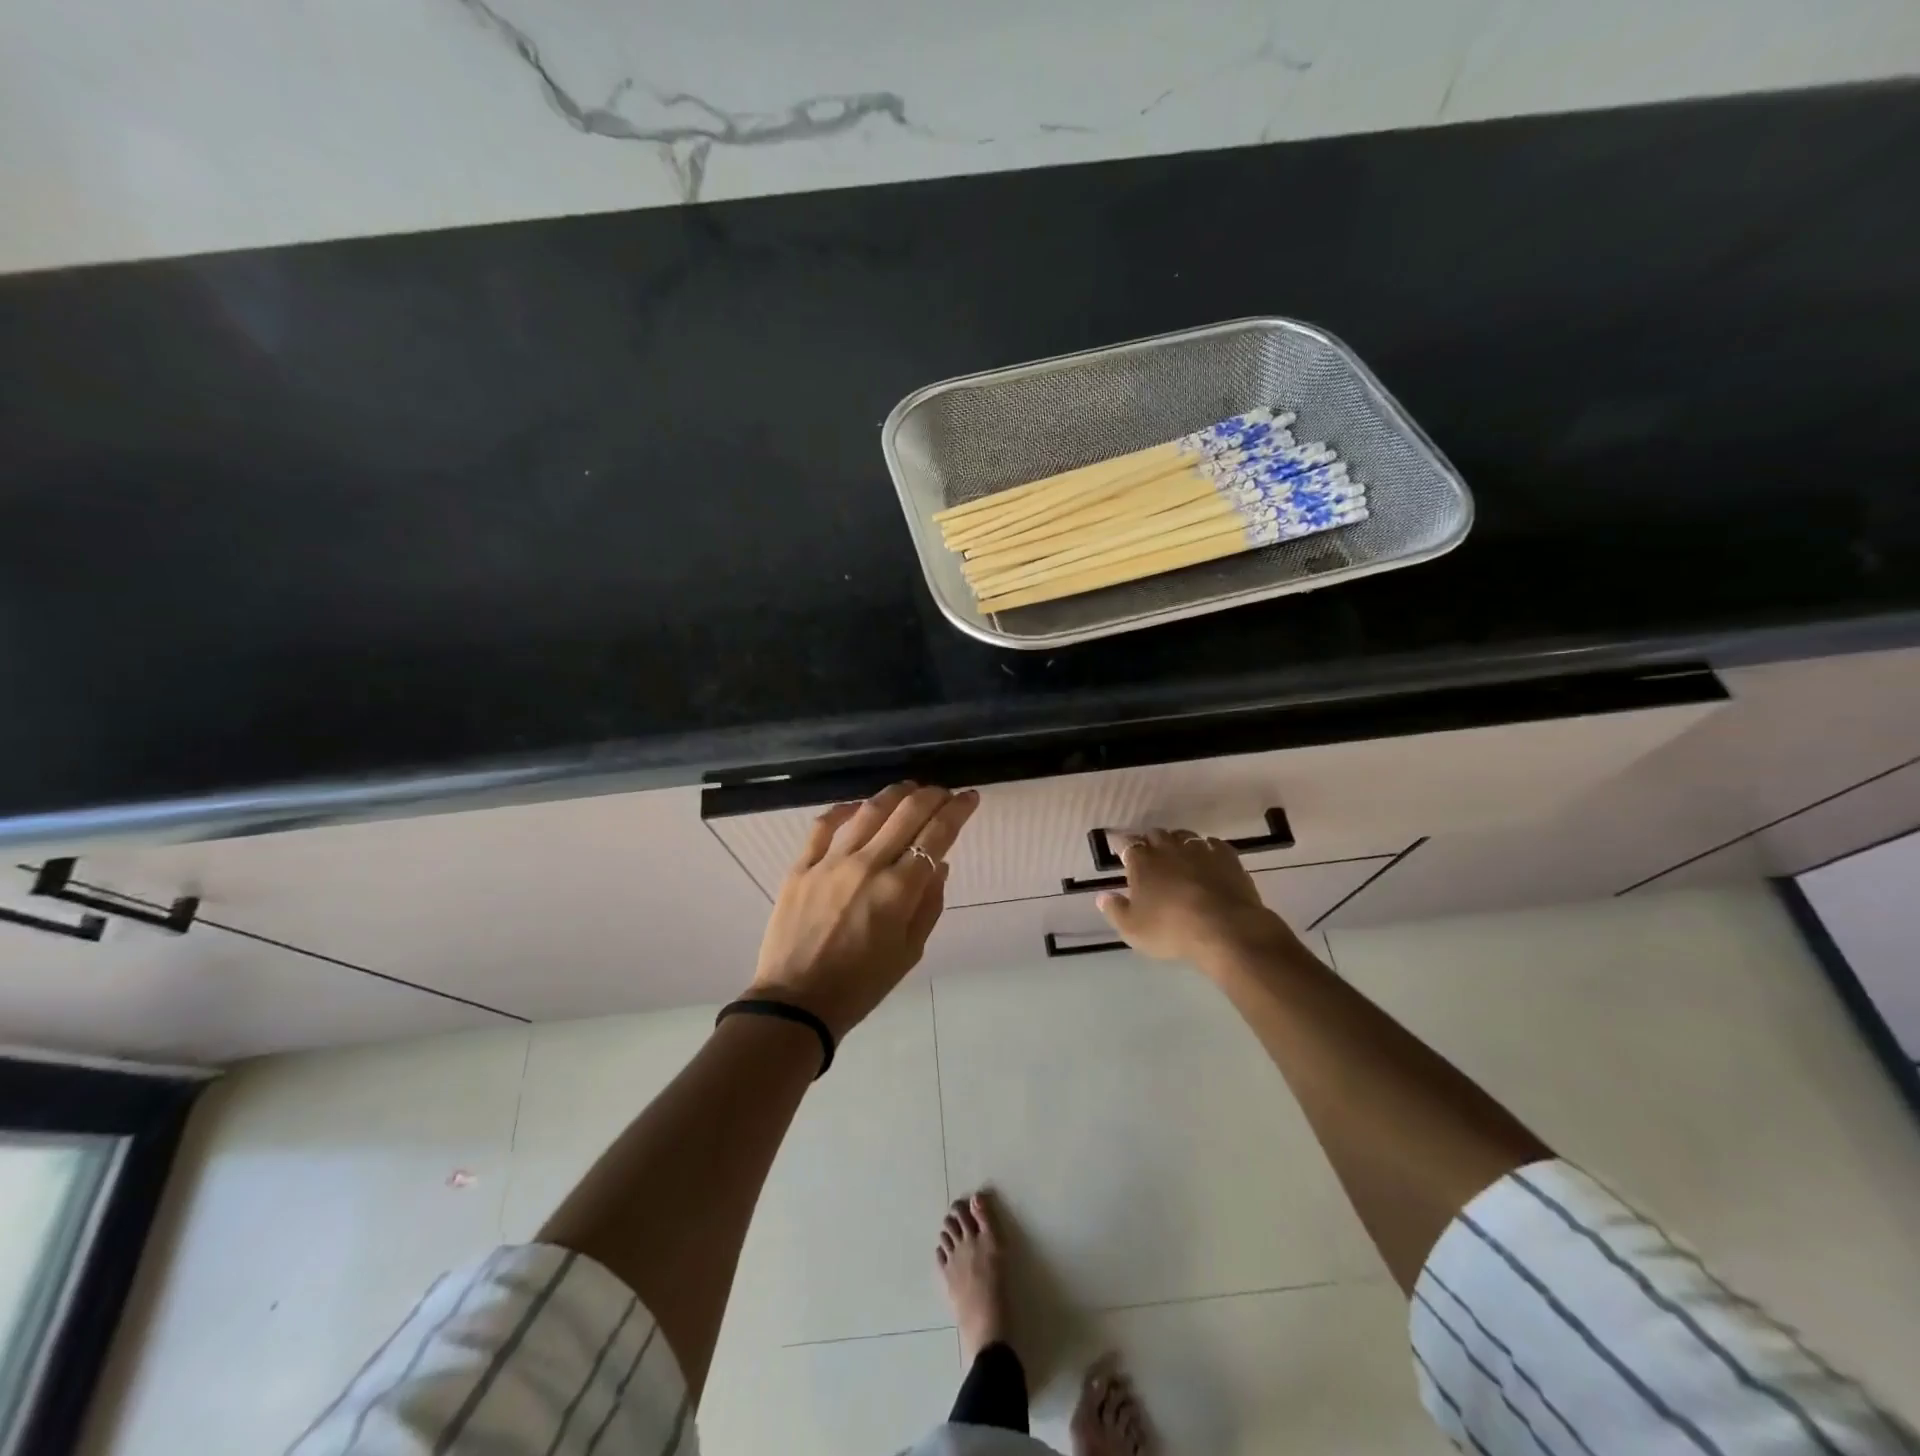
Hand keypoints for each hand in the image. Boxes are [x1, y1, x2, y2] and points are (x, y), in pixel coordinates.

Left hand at [748, 782, 978, 1037]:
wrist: (797, 1003)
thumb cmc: (861, 985)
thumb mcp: (909, 952)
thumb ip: (928, 903)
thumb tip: (940, 863)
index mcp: (899, 890)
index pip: (937, 835)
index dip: (958, 811)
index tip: (969, 797)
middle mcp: (868, 865)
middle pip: (907, 813)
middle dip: (932, 795)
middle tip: (944, 792)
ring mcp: (830, 862)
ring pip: (868, 811)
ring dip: (894, 794)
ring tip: (909, 789)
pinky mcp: (800, 867)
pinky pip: (823, 826)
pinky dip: (843, 810)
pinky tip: (856, 807)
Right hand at [1094, 829, 1304, 970]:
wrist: (1225, 929)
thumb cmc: (1171, 930)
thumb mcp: (1133, 929)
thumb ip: (1115, 910)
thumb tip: (1102, 896)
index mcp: (1142, 862)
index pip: (1128, 845)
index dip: (1124, 846)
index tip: (1122, 850)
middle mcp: (1168, 849)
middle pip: (1156, 835)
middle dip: (1150, 841)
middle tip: (1149, 853)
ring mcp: (1199, 850)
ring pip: (1184, 835)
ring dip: (1178, 842)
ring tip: (1178, 854)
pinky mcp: (1227, 857)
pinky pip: (1213, 844)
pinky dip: (1207, 848)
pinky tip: (1208, 858)